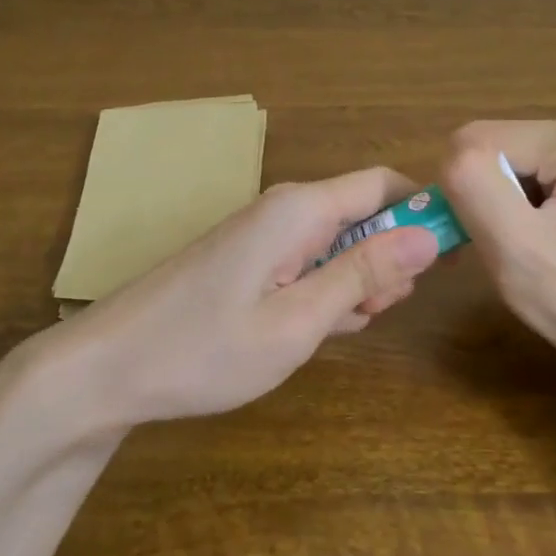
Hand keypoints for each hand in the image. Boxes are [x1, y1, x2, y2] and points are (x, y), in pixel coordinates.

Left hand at [52, 167, 440, 428]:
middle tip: (375, 314)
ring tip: (337, 330)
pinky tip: (310, 328)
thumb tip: (428, 235)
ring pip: (336, 242)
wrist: (104, 370)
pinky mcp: (246, 260)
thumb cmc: (204, 350)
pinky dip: (322, 290)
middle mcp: (283, 209)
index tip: (450, 259)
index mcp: (300, 210)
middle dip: (386, 259)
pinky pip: (305, 261)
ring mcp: (261, 235)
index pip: (384, 185)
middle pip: (363, 214)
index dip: (424, 213)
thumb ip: (362, 274)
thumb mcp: (297, 321)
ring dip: (355, 282)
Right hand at [441, 120, 555, 385]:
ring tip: (520, 254)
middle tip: (499, 251)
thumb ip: (472, 185)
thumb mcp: (515, 246)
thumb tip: (448, 156)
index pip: (479, 139)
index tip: (478, 240)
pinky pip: (526, 183)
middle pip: (494, 149)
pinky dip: (514, 214)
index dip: (464, 190)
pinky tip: (533, 248)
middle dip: (483, 199)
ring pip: (504, 168)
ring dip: (496, 210)